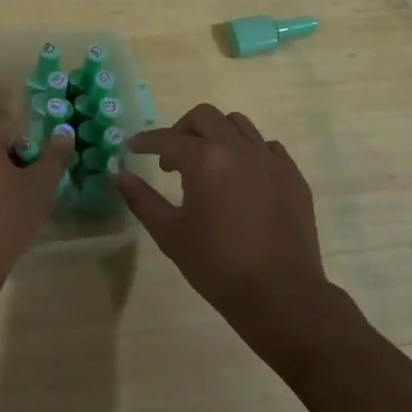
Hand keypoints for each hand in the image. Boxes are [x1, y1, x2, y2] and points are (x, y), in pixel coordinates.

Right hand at [115, 104, 328, 343]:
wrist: (280, 294)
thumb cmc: (217, 265)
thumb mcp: (170, 234)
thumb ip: (142, 199)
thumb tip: (119, 175)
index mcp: (206, 160)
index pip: (168, 138)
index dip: (146, 141)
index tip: (133, 147)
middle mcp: (239, 148)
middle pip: (206, 117)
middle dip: (182, 129)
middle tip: (171, 157)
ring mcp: (270, 159)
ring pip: (239, 125)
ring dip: (217, 134)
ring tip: (208, 162)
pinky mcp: (292, 175)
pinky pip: (268, 146)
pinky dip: (248, 151)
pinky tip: (242, 176)